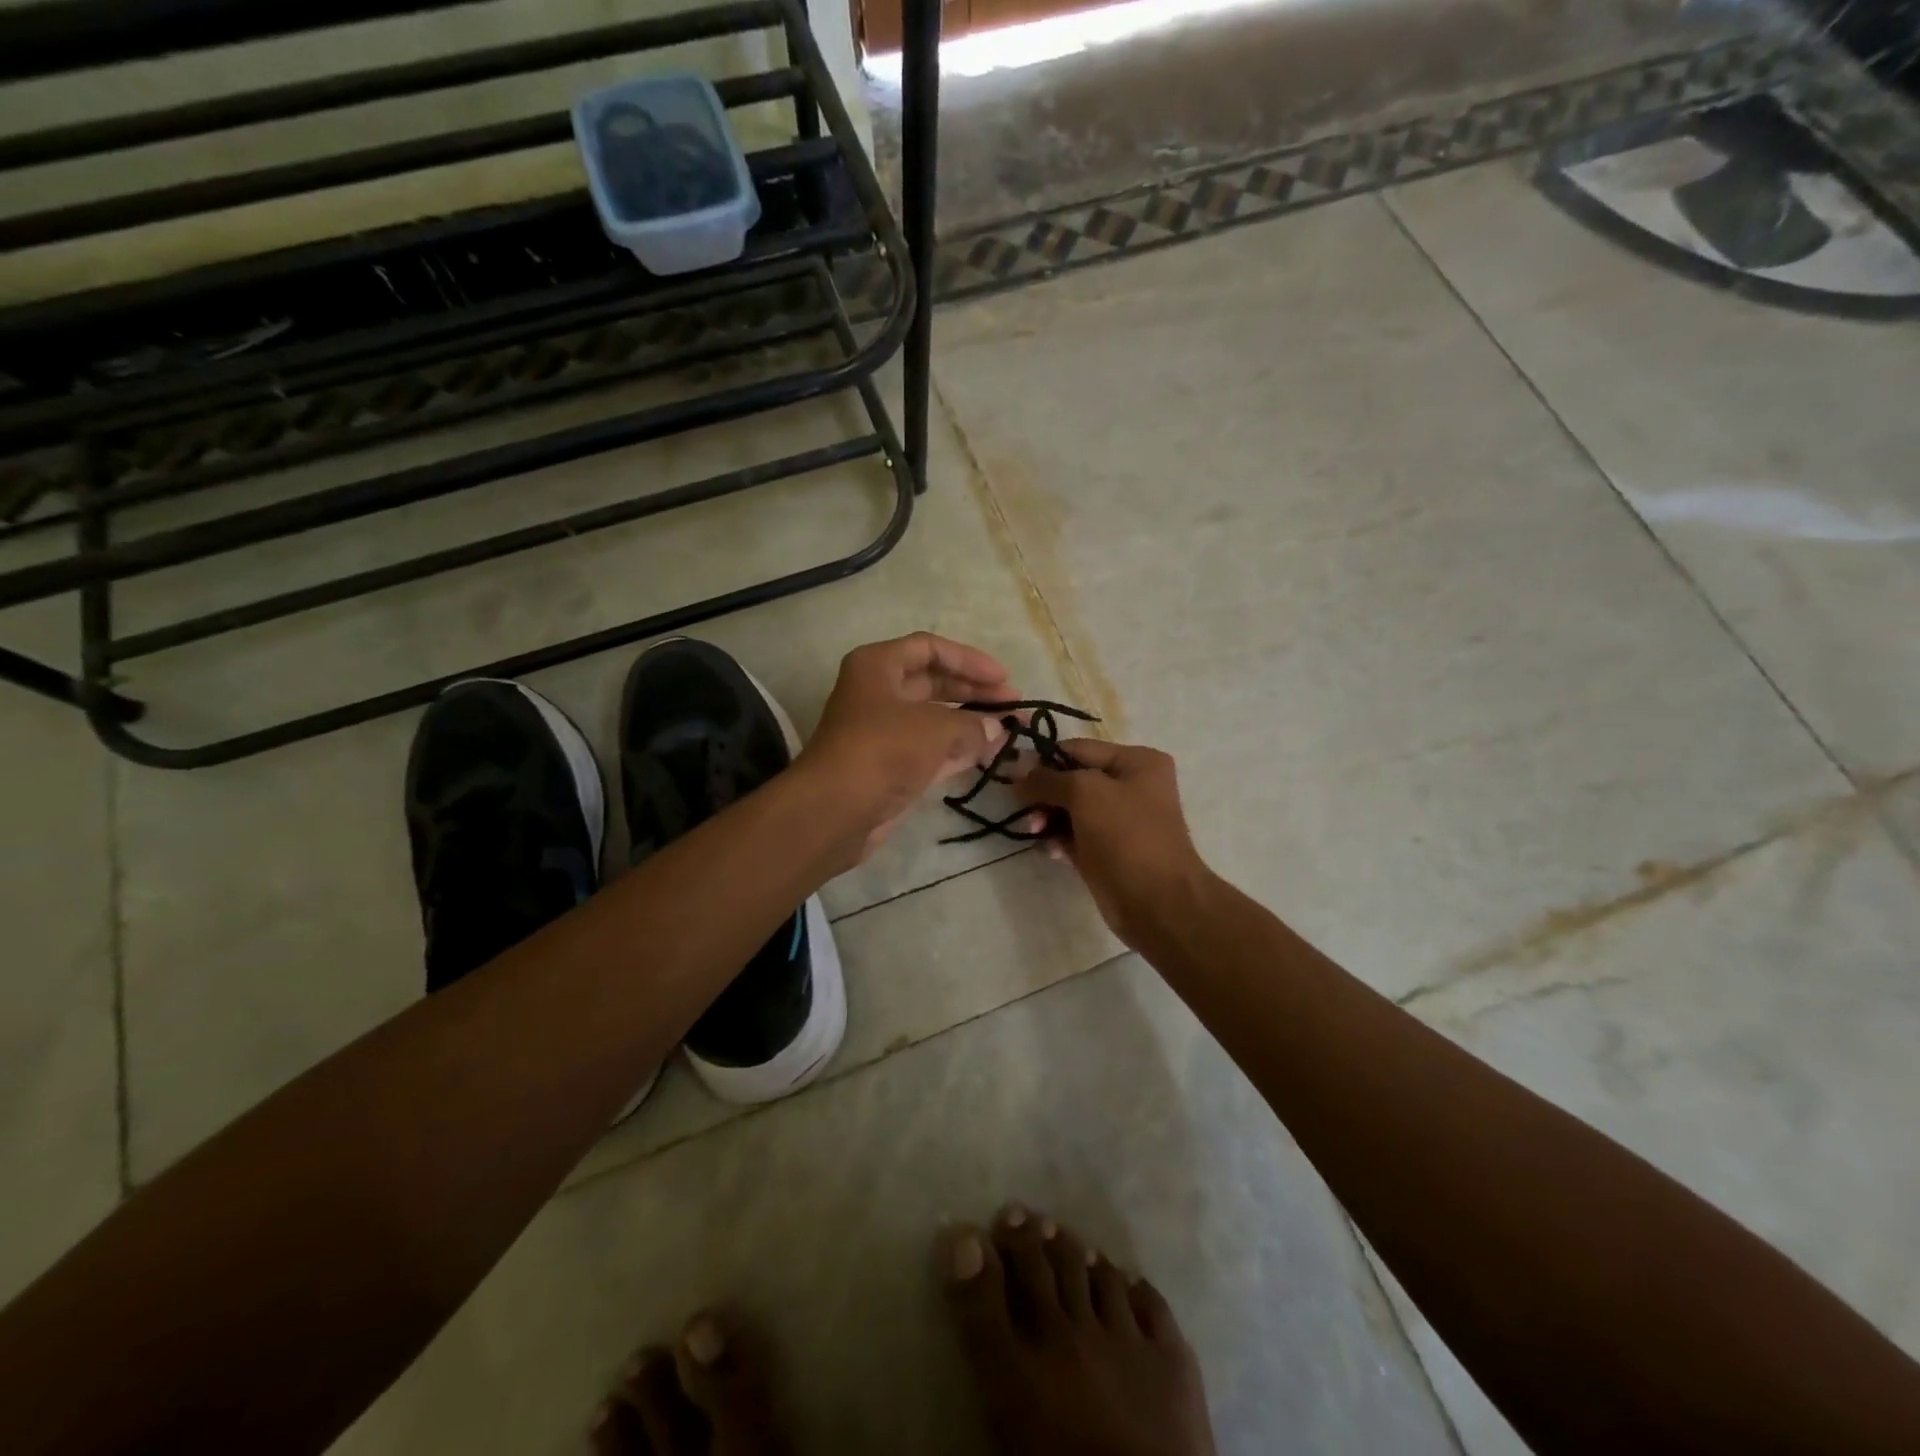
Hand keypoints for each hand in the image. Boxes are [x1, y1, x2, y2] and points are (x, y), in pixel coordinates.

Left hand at [797, 633, 1016, 862]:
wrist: (835, 811)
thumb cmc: (883, 751)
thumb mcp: (935, 728)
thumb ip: (973, 724)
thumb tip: (998, 728)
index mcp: (878, 666)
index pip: (930, 649)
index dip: (969, 660)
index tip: (1004, 678)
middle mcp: (878, 693)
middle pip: (934, 682)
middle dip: (975, 692)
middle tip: (1015, 704)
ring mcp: (884, 732)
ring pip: (935, 719)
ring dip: (972, 723)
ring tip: (1012, 730)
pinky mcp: (891, 766)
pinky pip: (932, 750)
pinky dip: (960, 750)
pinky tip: (992, 753)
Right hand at [1016, 740, 1214, 945]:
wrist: (1157, 902)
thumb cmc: (1126, 836)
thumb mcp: (1085, 793)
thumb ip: (1048, 778)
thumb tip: (1019, 771)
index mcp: (1137, 762)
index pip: (1078, 749)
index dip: (1044, 760)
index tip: (1012, 775)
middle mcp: (1131, 786)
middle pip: (1072, 780)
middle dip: (1045, 794)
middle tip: (1022, 810)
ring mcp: (1120, 821)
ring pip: (1070, 810)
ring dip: (1048, 818)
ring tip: (1035, 832)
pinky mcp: (1109, 851)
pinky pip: (1075, 836)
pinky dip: (1059, 839)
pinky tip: (1051, 851)